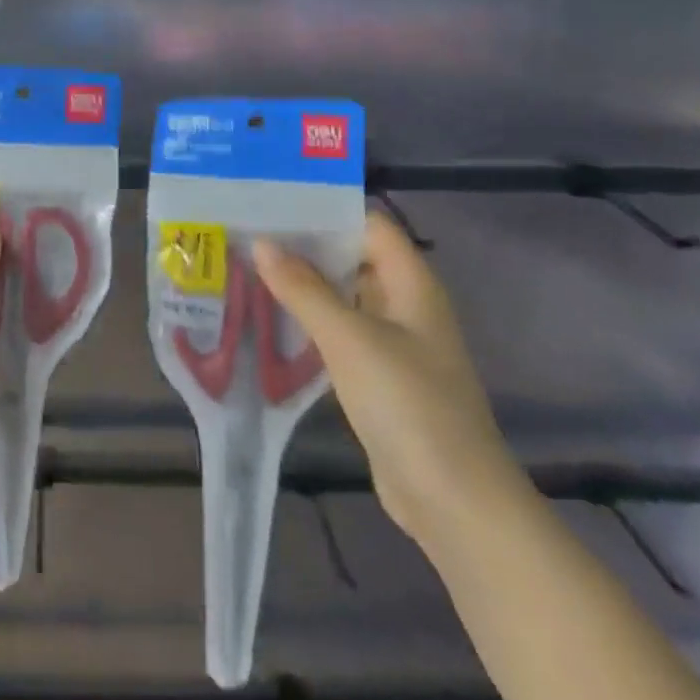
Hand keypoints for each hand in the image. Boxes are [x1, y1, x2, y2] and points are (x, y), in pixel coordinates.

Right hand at [254, 210, 523, 549]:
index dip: (326, 209)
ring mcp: (393, 342)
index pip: (369, 224)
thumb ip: (304, 289)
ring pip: (343, 297)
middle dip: (305, 246)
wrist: (451, 498)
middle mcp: (405, 304)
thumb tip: (262, 243)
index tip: (274, 201)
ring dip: (303, 285)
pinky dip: (309, 321)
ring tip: (248, 267)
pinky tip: (269, 318)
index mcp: (412, 283)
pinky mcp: (378, 376)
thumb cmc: (407, 403)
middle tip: (249, 232)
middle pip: (353, 258)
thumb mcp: (350, 338)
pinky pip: (339, 333)